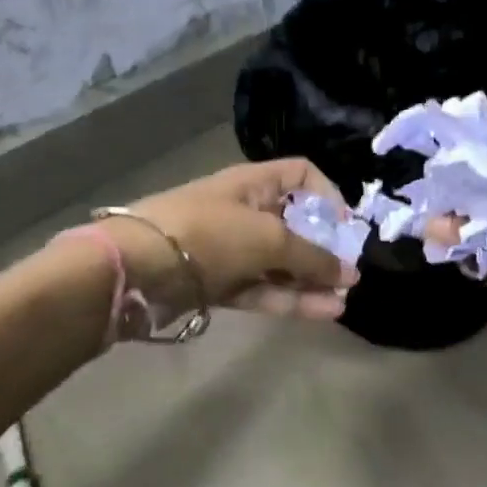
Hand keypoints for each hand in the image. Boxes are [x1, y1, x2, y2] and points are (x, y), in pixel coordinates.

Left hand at [123, 159, 359, 319]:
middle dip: (324, 248)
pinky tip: (323, 311)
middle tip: (350, 273)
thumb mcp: (269, 238)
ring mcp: (230, 249)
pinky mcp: (218, 283)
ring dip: (311, 280)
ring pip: (279, 263)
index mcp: (254, 183)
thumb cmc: (210, 234)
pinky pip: (262, 287)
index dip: (328, 195)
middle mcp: (244, 211)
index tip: (346, 226)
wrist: (137, 269)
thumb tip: (350, 273)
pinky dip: (290, 298)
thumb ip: (312, 256)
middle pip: (294, 224)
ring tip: (342, 299)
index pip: (301, 175)